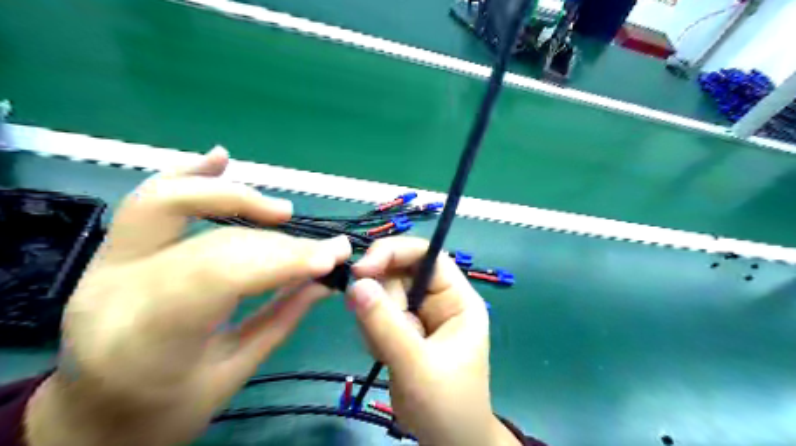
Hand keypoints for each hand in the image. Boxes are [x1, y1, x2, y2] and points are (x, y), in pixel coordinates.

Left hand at [27, 147, 348, 445]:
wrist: (91, 418)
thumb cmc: (162, 412)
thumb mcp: (231, 375)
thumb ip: (281, 319)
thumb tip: (325, 279)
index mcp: (145, 340)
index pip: (223, 274)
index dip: (284, 259)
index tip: (332, 257)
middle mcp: (117, 289)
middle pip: (214, 243)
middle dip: (280, 244)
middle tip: (325, 249)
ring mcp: (106, 263)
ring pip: (173, 204)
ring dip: (238, 198)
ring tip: (283, 212)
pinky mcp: (111, 251)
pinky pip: (146, 199)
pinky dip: (187, 173)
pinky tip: (220, 158)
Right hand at [346, 239, 520, 443]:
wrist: (446, 440)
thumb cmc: (446, 404)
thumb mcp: (416, 365)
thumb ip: (386, 325)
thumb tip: (356, 284)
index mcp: (457, 298)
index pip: (426, 255)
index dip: (394, 253)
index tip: (362, 269)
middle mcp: (438, 298)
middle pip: (399, 271)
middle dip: (382, 298)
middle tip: (374, 329)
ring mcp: (419, 312)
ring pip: (383, 292)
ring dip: (374, 319)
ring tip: (385, 352)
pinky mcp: (402, 327)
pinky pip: (376, 312)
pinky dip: (370, 330)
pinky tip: (381, 355)